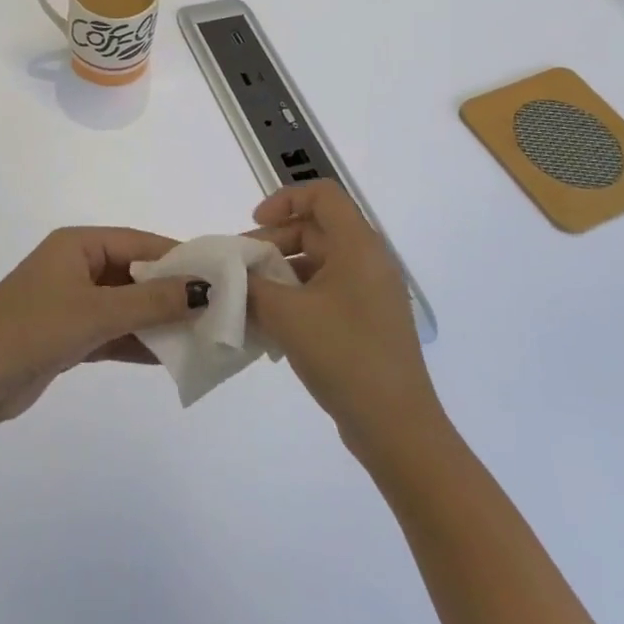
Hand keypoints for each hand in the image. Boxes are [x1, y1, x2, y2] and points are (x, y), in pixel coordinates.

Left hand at [0, 228, 209, 423]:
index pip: (139, 242)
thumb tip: (204, 288)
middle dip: (172, 292)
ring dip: (158, 320)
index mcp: (78, 244)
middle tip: (216, 310)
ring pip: (126, 305)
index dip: (178, 258)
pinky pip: (113, 331)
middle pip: (135, 273)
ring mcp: (71, 301)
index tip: (219, 276)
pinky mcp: (68, 334)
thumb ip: (152, 300)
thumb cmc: (34, 329)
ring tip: (202, 336)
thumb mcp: (98, 311)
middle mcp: (76, 265)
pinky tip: (171, 356)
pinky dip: (138, 342)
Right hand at [247, 182, 439, 456]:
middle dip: (272, 243)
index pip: (322, 194)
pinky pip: (325, 292)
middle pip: (315, 229)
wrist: (397, 428)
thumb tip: (227, 274)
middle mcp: (369, 261)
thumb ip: (249, 285)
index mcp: (358, 246)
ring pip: (317, 263)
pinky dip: (296, 298)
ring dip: (280, 274)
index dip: (284, 199)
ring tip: (248, 300)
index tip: (254, 225)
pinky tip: (270, 326)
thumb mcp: (285, 314)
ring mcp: (370, 294)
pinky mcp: (367, 322)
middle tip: (239, 270)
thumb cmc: (344, 356)